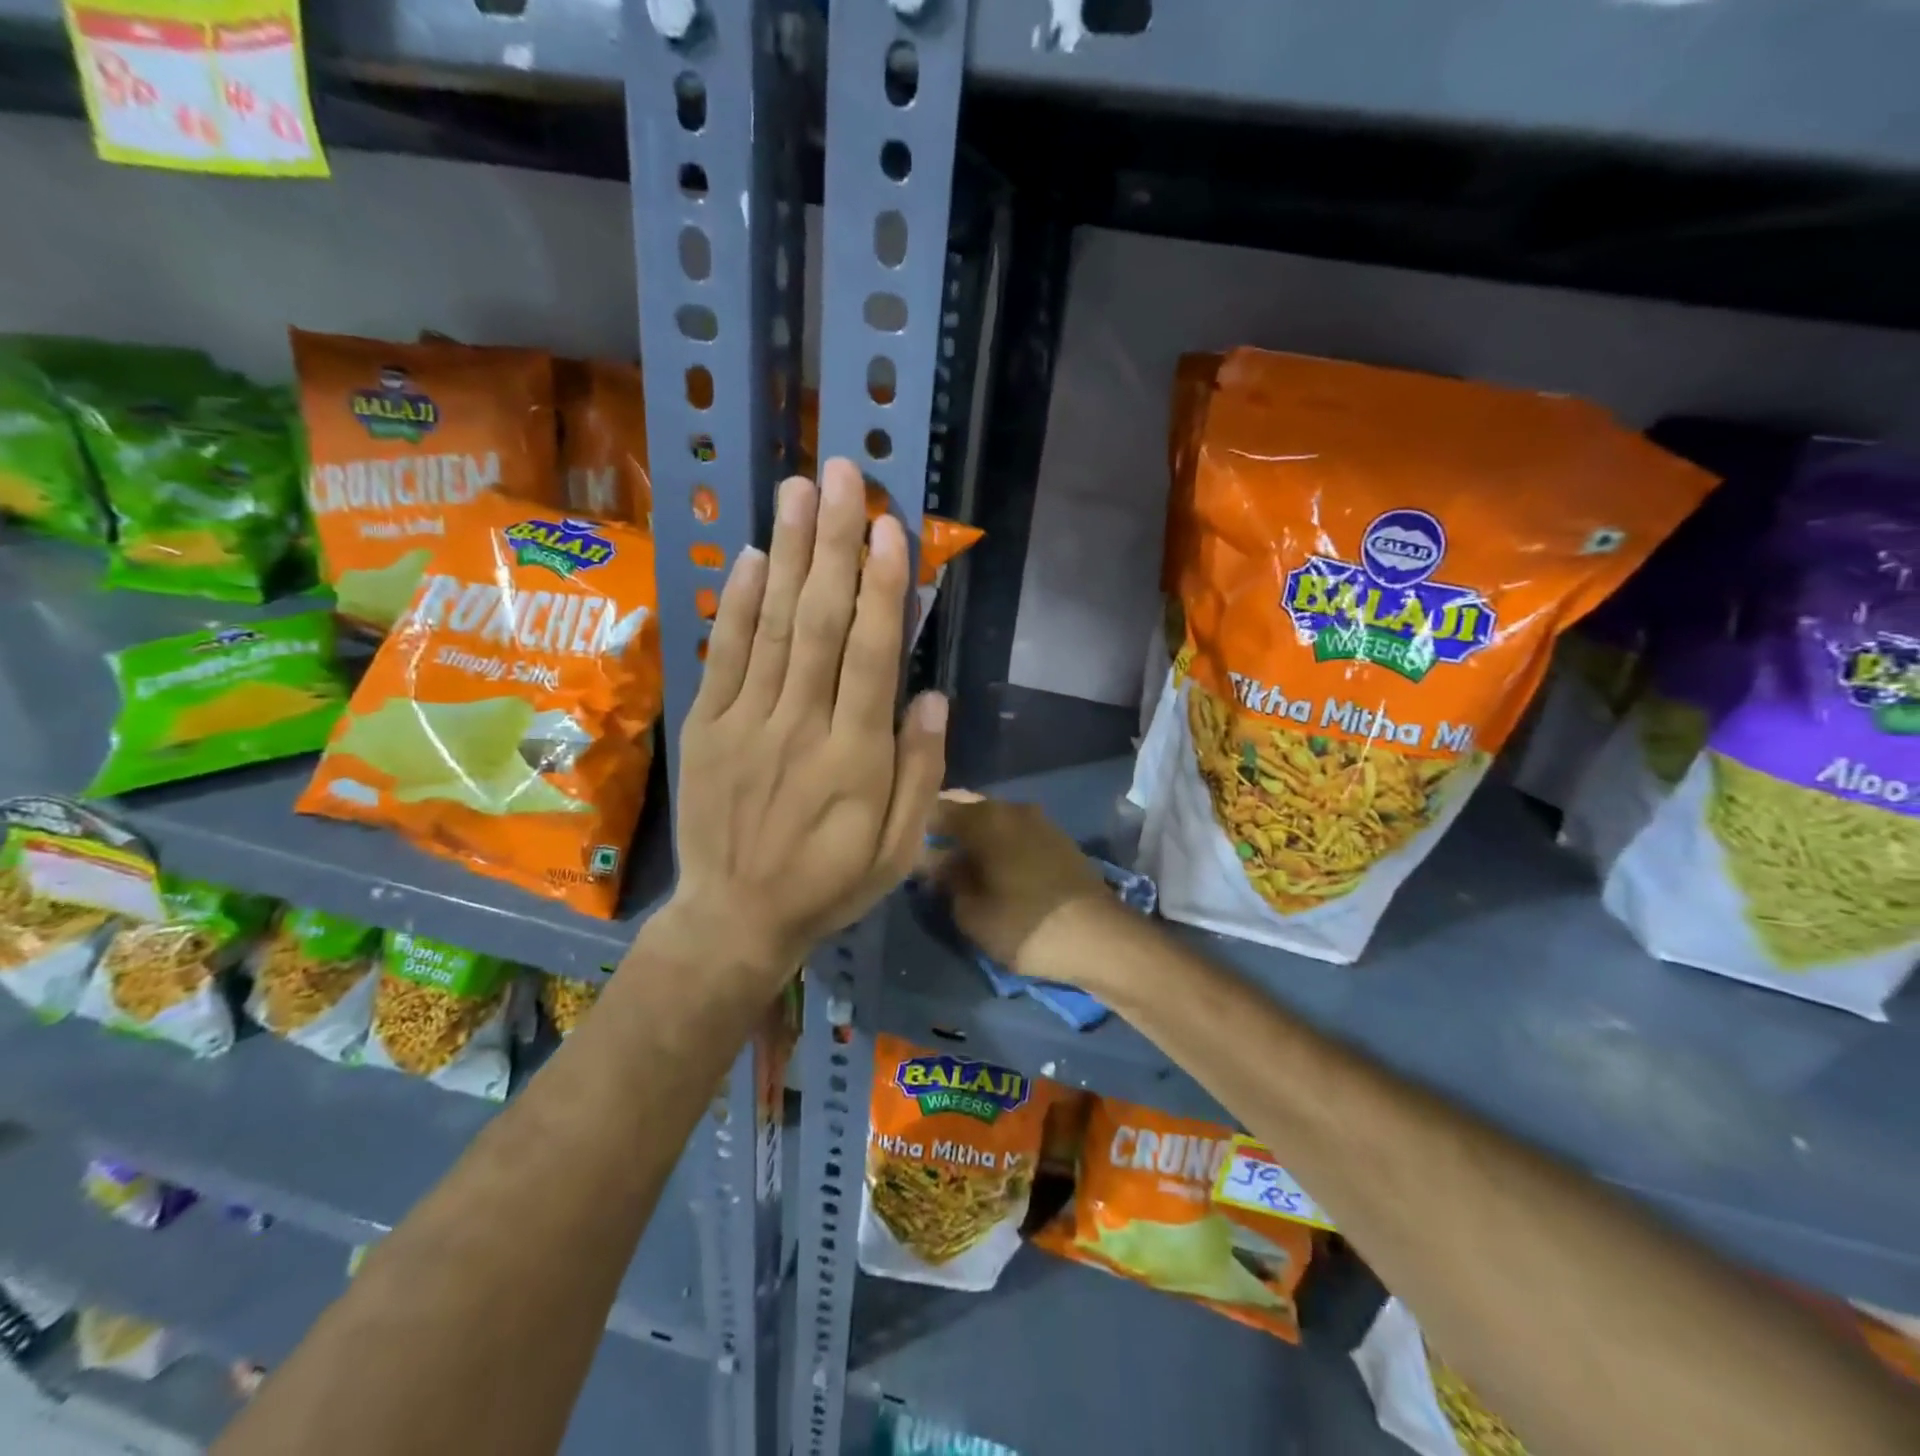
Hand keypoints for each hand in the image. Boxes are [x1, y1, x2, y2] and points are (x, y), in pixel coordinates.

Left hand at [649, 459, 947, 993]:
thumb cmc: (830, 884)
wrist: (735, 918)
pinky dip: (739, 604)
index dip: (883, 589)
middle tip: (843, 474)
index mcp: (857, 759)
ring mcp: (746, 723)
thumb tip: (933, 696)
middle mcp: (801, 728)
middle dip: (835, 544)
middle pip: (821, 623)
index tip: (890, 527)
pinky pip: (725, 656)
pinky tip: (757, 556)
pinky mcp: (706, 727)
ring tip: (799, 489)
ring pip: (773, 627)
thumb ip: (921, 773)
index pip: (874, 657)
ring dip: (790, 553)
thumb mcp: (899, 851)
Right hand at [925, 794, 1113, 981]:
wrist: (1100, 938)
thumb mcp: (971, 913)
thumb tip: (933, 862)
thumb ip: (946, 881)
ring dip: (971, 834)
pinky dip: (996, 842)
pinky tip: (988, 865)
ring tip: (954, 862)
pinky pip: (1013, 831)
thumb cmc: (1025, 925)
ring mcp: (1039, 821)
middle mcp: (1011, 809)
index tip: (899, 843)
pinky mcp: (1057, 839)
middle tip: (924, 853)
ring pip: (992, 818)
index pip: (936, 807)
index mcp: (985, 819)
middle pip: (966, 807)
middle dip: (944, 826)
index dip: (914, 824)